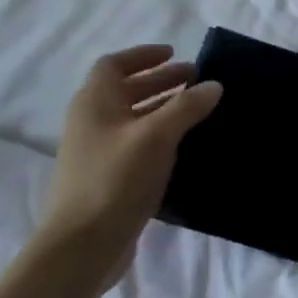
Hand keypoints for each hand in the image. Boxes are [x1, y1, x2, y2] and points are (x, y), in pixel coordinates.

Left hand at [39, 45, 221, 272]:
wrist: (84, 243)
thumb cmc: (116, 180)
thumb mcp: (157, 137)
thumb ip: (186, 107)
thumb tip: (214, 85)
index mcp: (95, 103)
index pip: (114, 65)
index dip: (144, 55)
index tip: (176, 53)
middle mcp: (92, 122)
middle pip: (124, 90)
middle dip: (160, 81)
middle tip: (196, 80)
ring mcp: (98, 151)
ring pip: (133, 117)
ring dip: (162, 107)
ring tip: (197, 109)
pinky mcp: (108, 177)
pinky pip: (137, 143)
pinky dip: (160, 135)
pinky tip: (185, 145)